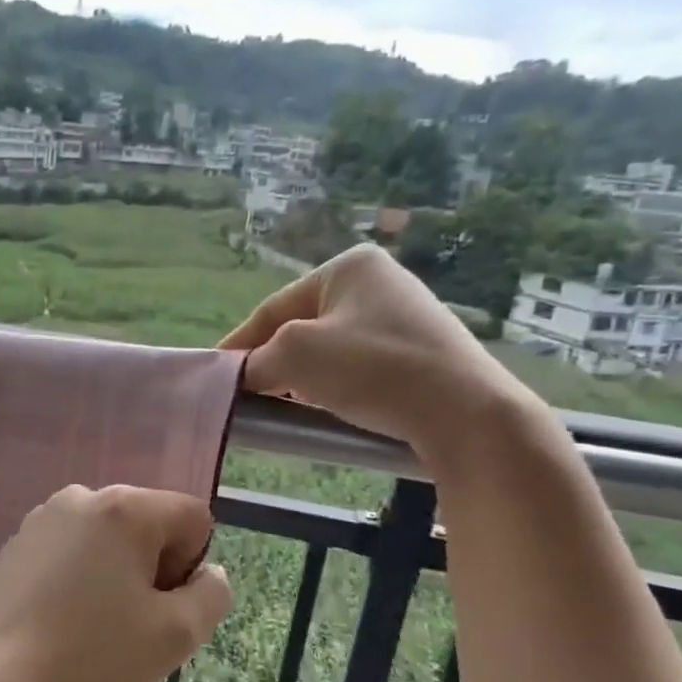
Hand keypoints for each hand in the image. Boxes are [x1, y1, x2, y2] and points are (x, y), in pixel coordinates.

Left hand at [0, 485, 231, 681]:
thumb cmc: (92, 658)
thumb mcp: (175, 635)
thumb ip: (211, 595)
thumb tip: (208, 573)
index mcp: (124, 508)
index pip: (191, 518)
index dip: (191, 566)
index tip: (161, 608)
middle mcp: (82, 497)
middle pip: (147, 523)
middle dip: (152, 568)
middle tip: (132, 623)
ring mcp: (42, 518)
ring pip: (108, 539)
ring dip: (116, 574)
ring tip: (94, 625)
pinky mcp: (16, 544)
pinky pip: (70, 550)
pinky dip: (79, 577)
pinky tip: (61, 620)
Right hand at [219, 244, 544, 464]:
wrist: (465, 413)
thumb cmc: (372, 368)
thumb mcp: (294, 356)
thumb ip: (255, 361)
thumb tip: (242, 375)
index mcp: (349, 267)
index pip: (274, 307)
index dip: (239, 343)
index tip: (215, 374)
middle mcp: (379, 281)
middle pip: (301, 325)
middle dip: (272, 359)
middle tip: (247, 392)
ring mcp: (404, 316)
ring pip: (328, 347)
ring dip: (301, 375)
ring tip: (281, 403)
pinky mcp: (420, 352)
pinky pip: (358, 365)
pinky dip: (333, 384)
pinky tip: (324, 406)